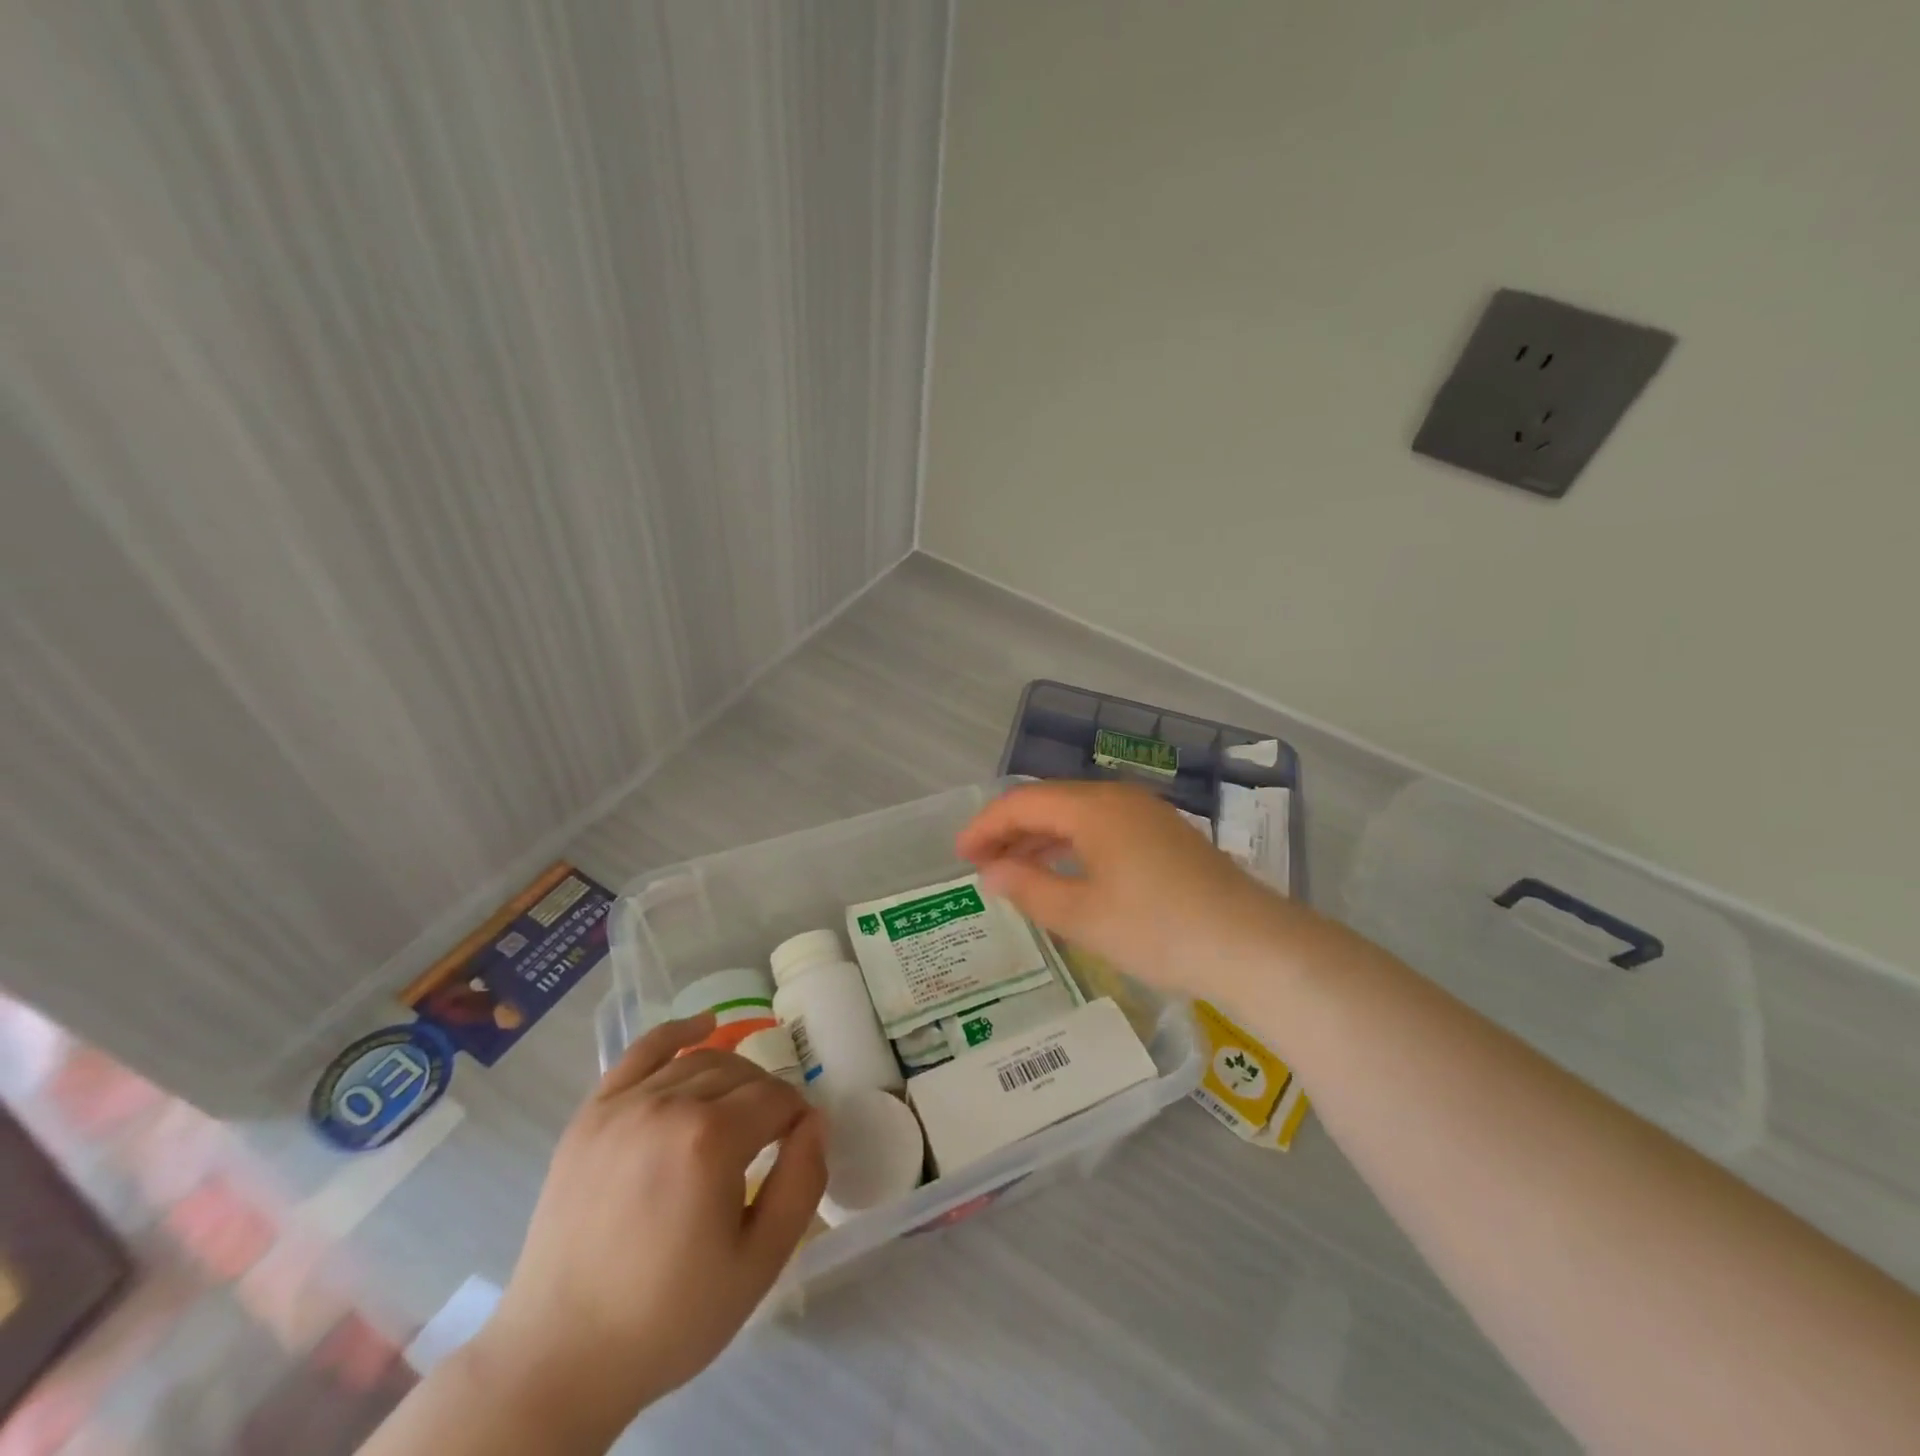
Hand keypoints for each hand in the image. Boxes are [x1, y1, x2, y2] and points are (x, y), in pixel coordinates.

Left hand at [473, 1013, 825, 1436]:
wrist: (560, 1357)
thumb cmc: (669, 1316)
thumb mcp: (759, 1264)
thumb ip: (802, 1183)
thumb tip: (816, 1122)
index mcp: (711, 1139)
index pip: (777, 1098)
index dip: (797, 1119)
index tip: (798, 1146)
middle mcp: (668, 1104)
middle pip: (741, 1075)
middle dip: (768, 1098)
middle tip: (771, 1138)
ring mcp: (624, 1104)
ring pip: (698, 1061)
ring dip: (732, 1075)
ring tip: (740, 1108)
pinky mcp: (591, 1114)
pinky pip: (642, 1052)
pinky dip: (677, 1031)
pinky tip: (703, 1027)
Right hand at [958, 780, 1302, 1002]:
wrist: (1252, 945)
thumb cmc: (1157, 929)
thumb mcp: (1082, 915)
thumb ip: (1029, 888)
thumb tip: (992, 872)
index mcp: (1094, 807)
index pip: (1023, 802)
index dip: (985, 825)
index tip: (959, 855)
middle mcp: (1119, 798)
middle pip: (1050, 803)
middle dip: (1010, 831)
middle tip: (980, 864)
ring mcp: (1148, 815)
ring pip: (1078, 816)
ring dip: (1041, 839)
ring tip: (1014, 871)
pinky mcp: (1166, 836)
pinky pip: (1104, 829)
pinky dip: (1073, 846)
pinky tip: (1067, 873)